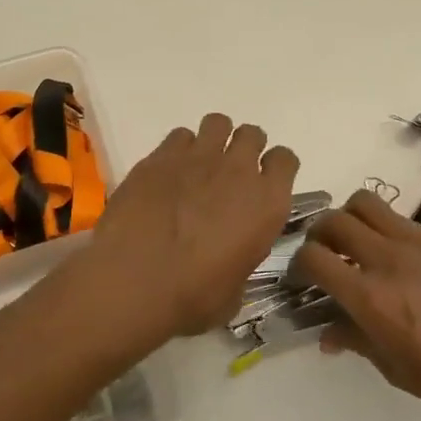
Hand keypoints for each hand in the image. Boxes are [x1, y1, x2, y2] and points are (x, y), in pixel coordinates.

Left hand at [88, 113, 299, 336]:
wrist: (135, 280)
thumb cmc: (192, 297)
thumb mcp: (233, 292)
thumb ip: (240, 262)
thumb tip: (228, 262)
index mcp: (267, 203)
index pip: (286, 160)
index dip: (275, 168)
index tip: (262, 182)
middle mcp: (238, 170)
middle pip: (252, 135)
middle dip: (244, 148)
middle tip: (228, 173)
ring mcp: (198, 157)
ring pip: (217, 123)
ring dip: (213, 140)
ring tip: (198, 165)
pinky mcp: (160, 156)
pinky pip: (179, 136)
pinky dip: (178, 150)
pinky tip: (167, 173)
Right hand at [292, 190, 420, 420]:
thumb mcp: (394, 369)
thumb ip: (355, 340)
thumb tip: (327, 333)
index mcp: (371, 297)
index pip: (314, 257)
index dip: (299, 264)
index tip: (304, 278)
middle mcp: (389, 260)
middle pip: (333, 221)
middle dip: (319, 235)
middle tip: (326, 253)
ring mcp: (420, 243)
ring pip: (366, 203)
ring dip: (351, 218)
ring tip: (359, 242)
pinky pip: (404, 220)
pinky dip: (390, 231)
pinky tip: (407, 261)